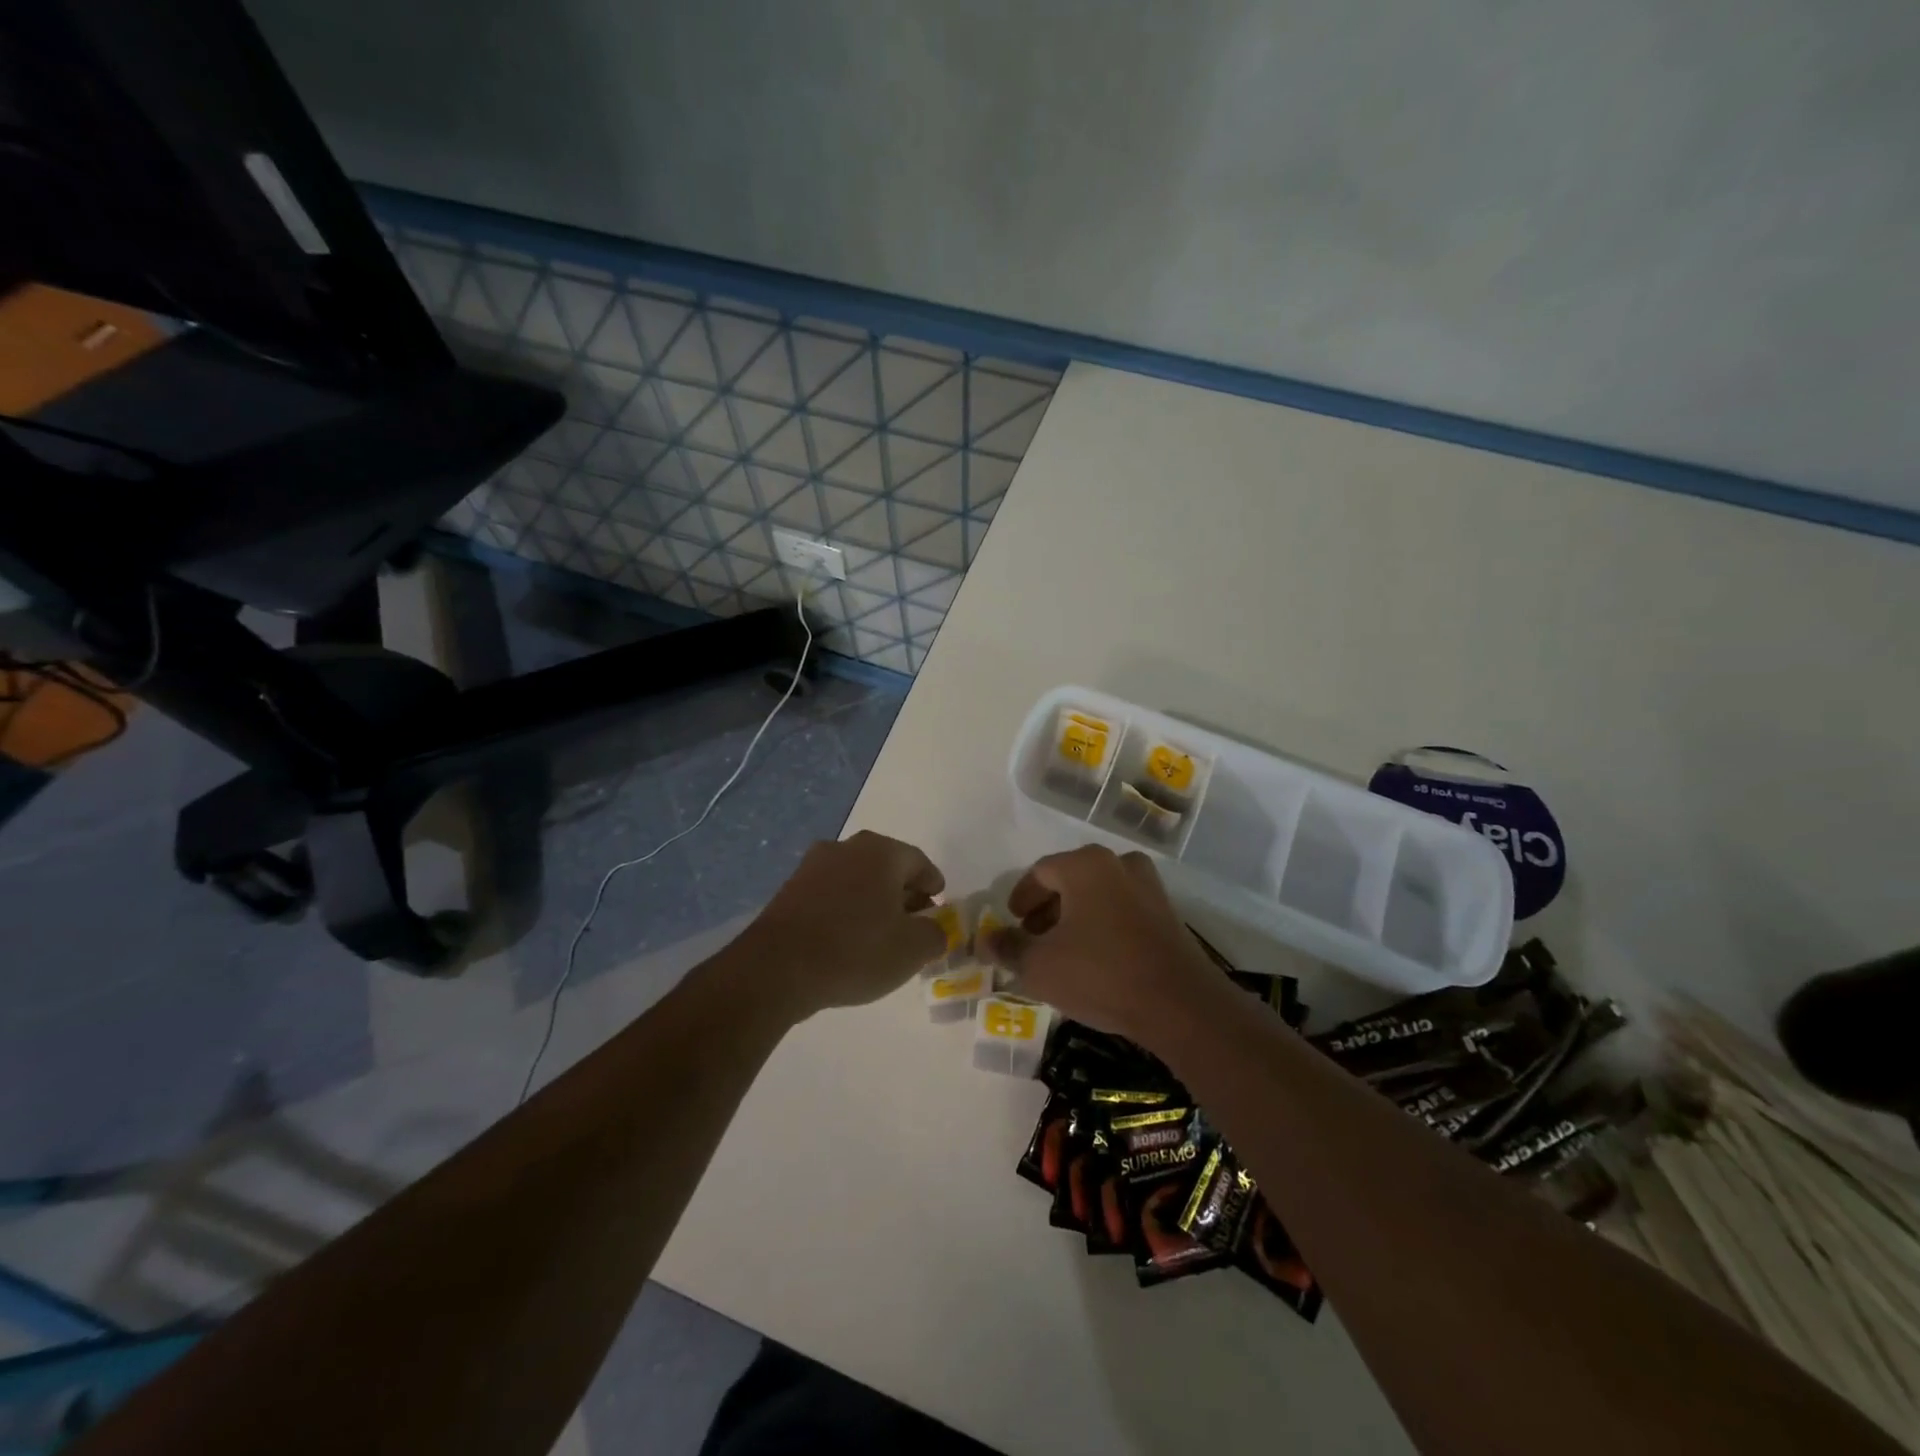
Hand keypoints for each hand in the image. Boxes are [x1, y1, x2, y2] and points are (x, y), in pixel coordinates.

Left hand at [740, 830, 946, 1018]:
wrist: (777, 969)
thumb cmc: (855, 951)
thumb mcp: (911, 950)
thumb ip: (935, 935)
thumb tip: (934, 930)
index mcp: (881, 852)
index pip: (919, 862)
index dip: (933, 885)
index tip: (938, 908)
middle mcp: (846, 848)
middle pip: (886, 867)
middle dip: (903, 893)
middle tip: (913, 923)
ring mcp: (813, 866)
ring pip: (856, 879)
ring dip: (872, 901)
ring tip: (879, 935)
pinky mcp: (789, 889)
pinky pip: (830, 894)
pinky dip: (845, 910)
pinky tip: (846, 940)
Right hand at [980, 846, 1226, 1042]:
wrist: (1180, 1005)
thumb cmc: (1100, 974)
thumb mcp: (1040, 966)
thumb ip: (1008, 948)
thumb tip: (984, 940)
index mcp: (1085, 865)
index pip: (1040, 872)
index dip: (1020, 898)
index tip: (1012, 923)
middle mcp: (1119, 864)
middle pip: (1070, 880)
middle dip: (1047, 909)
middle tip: (1032, 938)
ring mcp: (1149, 887)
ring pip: (1098, 894)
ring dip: (1075, 917)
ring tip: (1061, 951)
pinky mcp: (1168, 914)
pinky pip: (1122, 910)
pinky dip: (1102, 925)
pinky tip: (1095, 959)